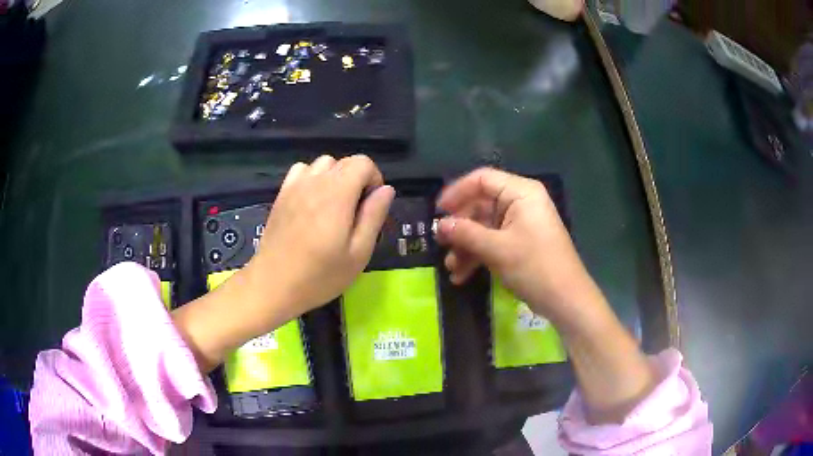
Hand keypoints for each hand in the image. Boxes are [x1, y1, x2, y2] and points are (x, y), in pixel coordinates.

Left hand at [248, 154, 394, 318]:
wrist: (273, 284)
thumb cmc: (319, 275)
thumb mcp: (358, 253)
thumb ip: (374, 216)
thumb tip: (386, 189)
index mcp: (338, 193)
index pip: (363, 162)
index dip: (374, 179)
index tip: (371, 206)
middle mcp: (316, 181)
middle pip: (344, 162)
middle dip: (357, 179)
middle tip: (355, 213)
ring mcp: (295, 186)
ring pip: (323, 164)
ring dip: (335, 177)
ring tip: (333, 207)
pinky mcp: (281, 194)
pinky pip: (302, 170)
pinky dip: (313, 178)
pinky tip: (312, 202)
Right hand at [436, 168, 599, 328]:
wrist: (565, 299)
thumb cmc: (534, 267)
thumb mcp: (496, 249)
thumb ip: (465, 233)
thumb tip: (439, 226)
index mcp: (521, 193)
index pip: (482, 180)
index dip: (457, 192)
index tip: (437, 212)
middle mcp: (521, 203)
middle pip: (481, 205)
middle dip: (461, 228)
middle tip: (441, 244)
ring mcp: (521, 224)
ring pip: (484, 227)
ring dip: (466, 246)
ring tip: (452, 268)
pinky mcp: (520, 243)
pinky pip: (493, 241)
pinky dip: (478, 255)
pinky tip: (462, 275)